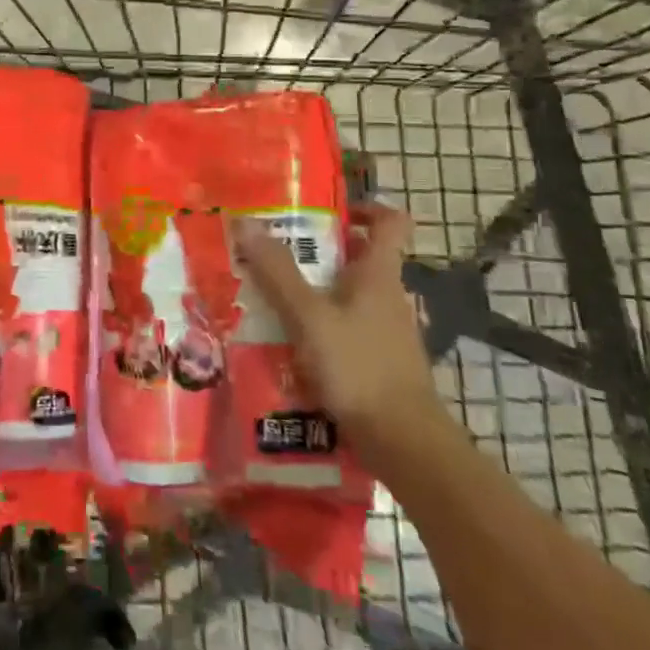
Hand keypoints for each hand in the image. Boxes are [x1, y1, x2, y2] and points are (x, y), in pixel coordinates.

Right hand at [232, 203, 445, 452]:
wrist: (403, 442)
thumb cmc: (359, 367)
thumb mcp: (308, 316)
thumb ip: (277, 272)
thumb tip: (246, 222)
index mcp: (379, 275)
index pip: (391, 222)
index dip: (365, 207)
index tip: (326, 210)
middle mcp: (388, 297)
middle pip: (360, 258)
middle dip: (319, 252)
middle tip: (275, 253)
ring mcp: (387, 332)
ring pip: (350, 297)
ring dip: (315, 293)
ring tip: (271, 299)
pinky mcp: (380, 362)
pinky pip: (347, 331)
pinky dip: (322, 329)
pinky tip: (290, 345)